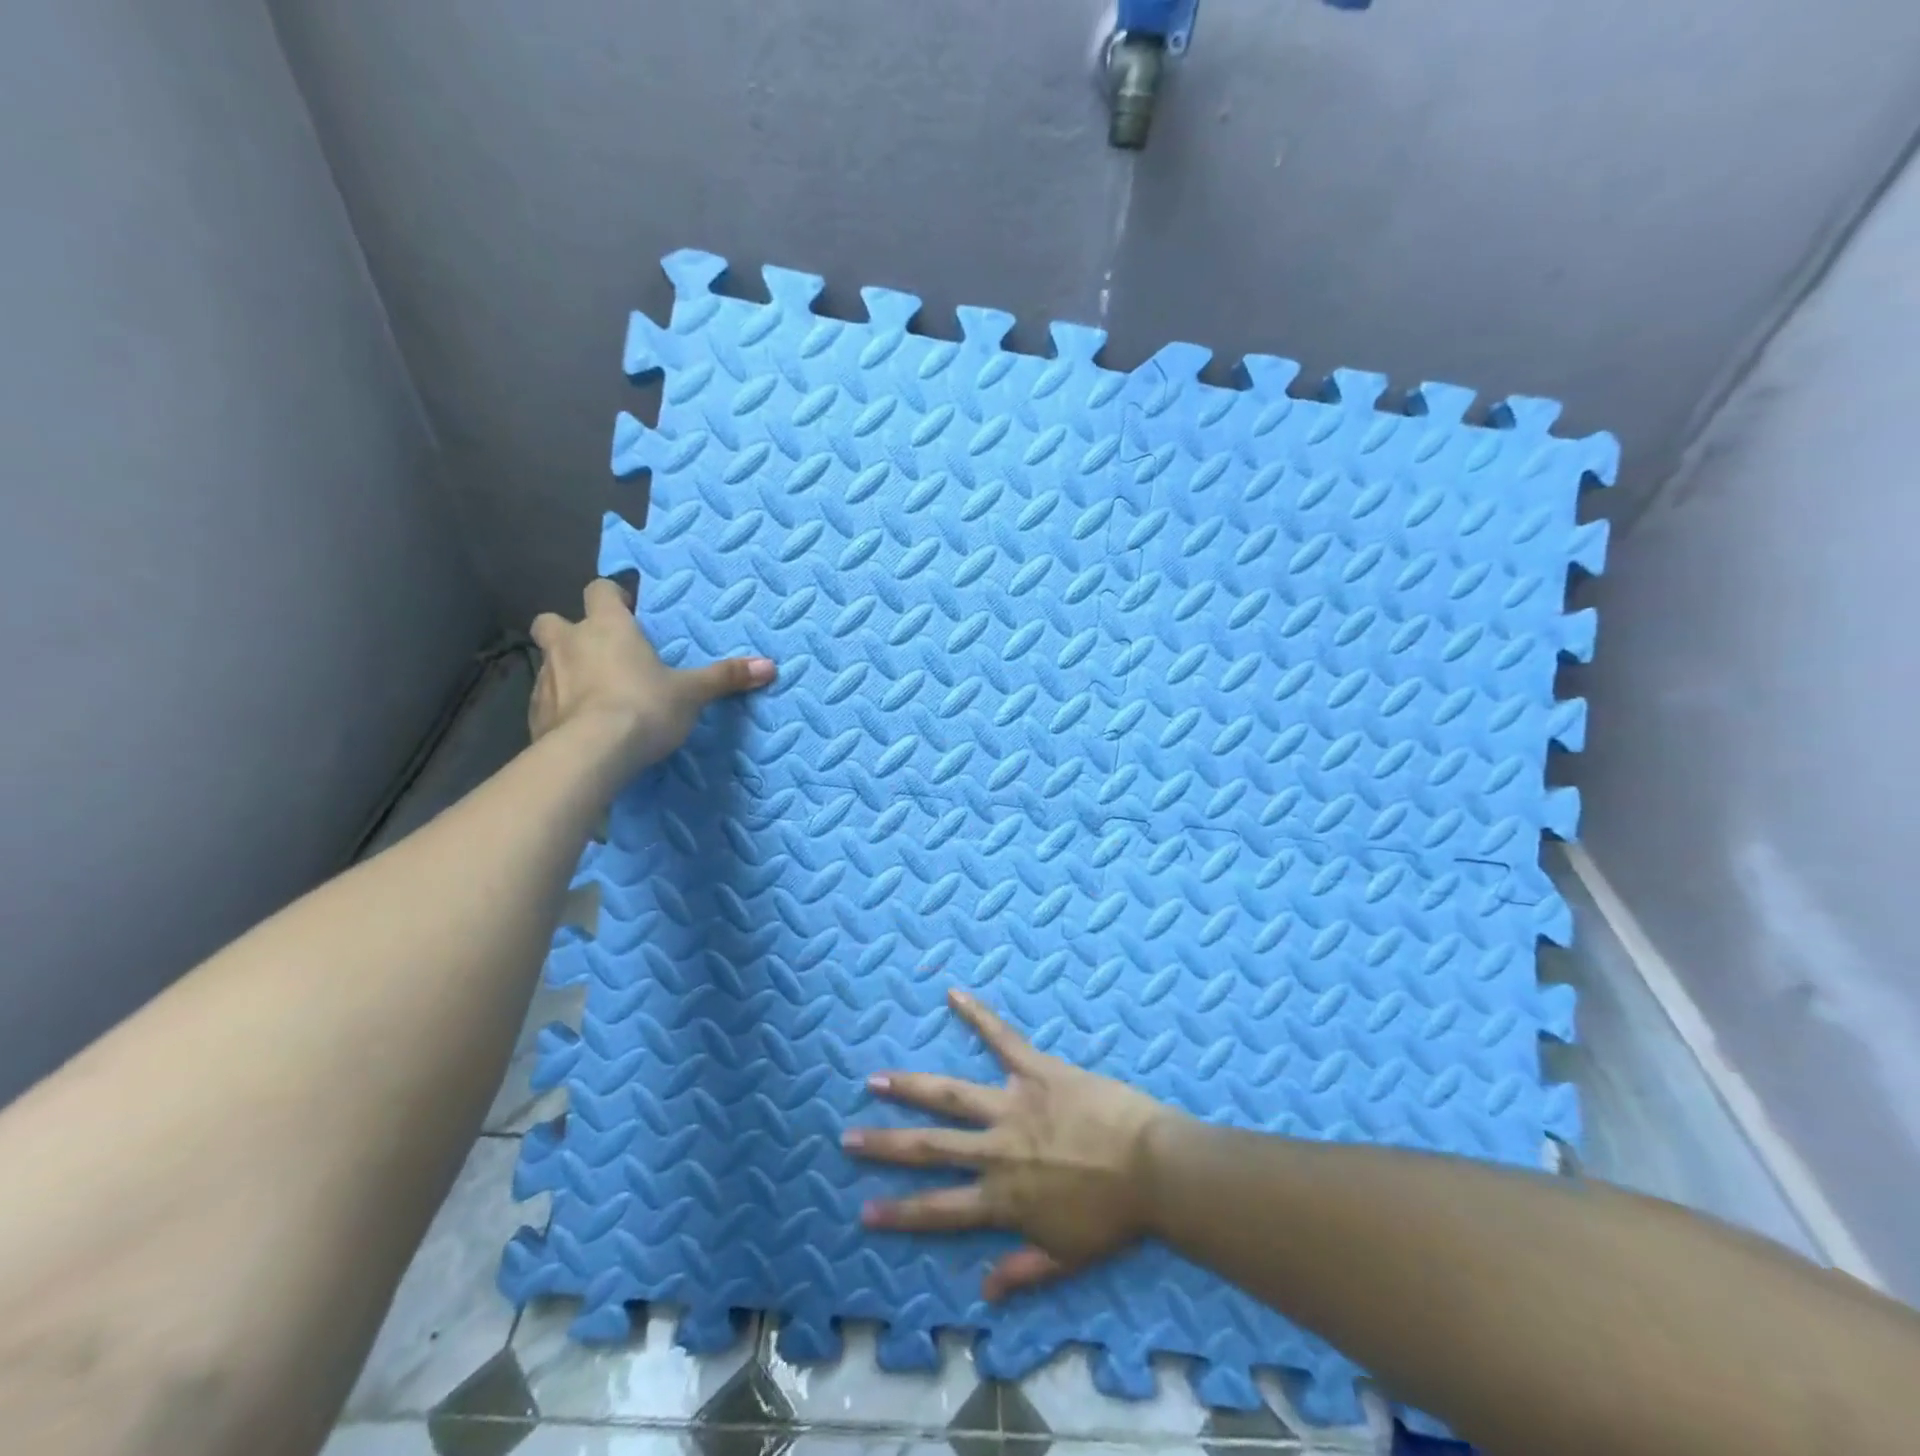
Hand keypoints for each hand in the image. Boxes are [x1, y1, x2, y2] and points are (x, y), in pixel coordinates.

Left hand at [528, 577, 774, 773]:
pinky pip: (546, 701)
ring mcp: (545, 679)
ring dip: (566, 670)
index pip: (599, 590)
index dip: (611, 597)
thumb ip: (725, 677)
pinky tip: (581, 727)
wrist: (590, 754)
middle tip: (597, 651)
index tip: (627, 611)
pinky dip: (560, 707)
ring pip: (548, 662)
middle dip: (569, 631)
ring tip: (594, 695)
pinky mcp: (534, 714)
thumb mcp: (692, 693)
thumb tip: (770, 665)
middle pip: (553, 621)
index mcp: (607, 626)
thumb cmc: (644, 707)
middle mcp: (569, 644)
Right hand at [844, 988, 1184, 1299]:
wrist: (1154, 1168)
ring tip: (877, 1079)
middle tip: (848, 1136)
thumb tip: (983, 1290)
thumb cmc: (1114, 1216)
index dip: (899, 1211)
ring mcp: (1013, 1105)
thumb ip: (1023, 1269)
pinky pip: (1003, 1039)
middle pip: (931, 1147)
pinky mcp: (1037, 1071)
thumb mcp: (1068, 1256)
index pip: (939, 1209)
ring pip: (951, 1094)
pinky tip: (953, 994)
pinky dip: (978, 1016)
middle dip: (886, 1144)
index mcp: (1002, 1197)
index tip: (864, 1210)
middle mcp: (996, 1149)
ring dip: (912, 1086)